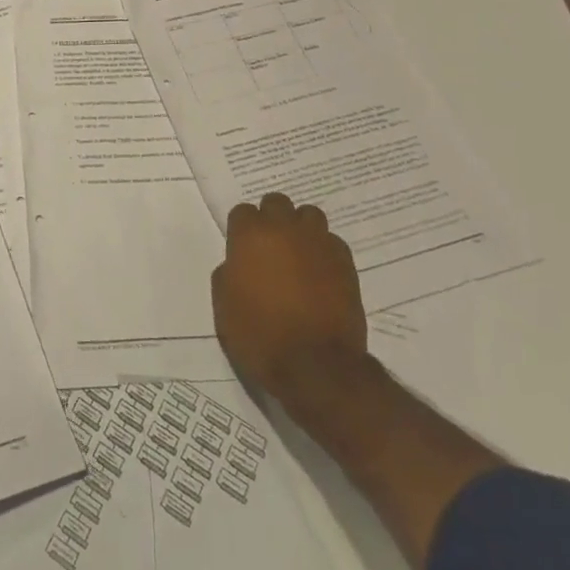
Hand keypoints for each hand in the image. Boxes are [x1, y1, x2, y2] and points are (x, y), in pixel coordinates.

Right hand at [212, 192, 367, 404]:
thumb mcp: (224, 306)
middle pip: (277, 203)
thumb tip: (238, 264)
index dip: (242, 229)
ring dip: (301, 228)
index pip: (243, 211)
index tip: (242, 249)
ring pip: (309, 215)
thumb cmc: (259, 335)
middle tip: (270, 246)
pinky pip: (332, 242)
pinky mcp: (345, 262)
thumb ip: (228, 273)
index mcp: (250, 236)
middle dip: (272, 219)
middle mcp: (285, 229)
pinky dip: (323, 250)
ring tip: (298, 254)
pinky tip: (320, 273)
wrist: (315, 366)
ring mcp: (318, 243)